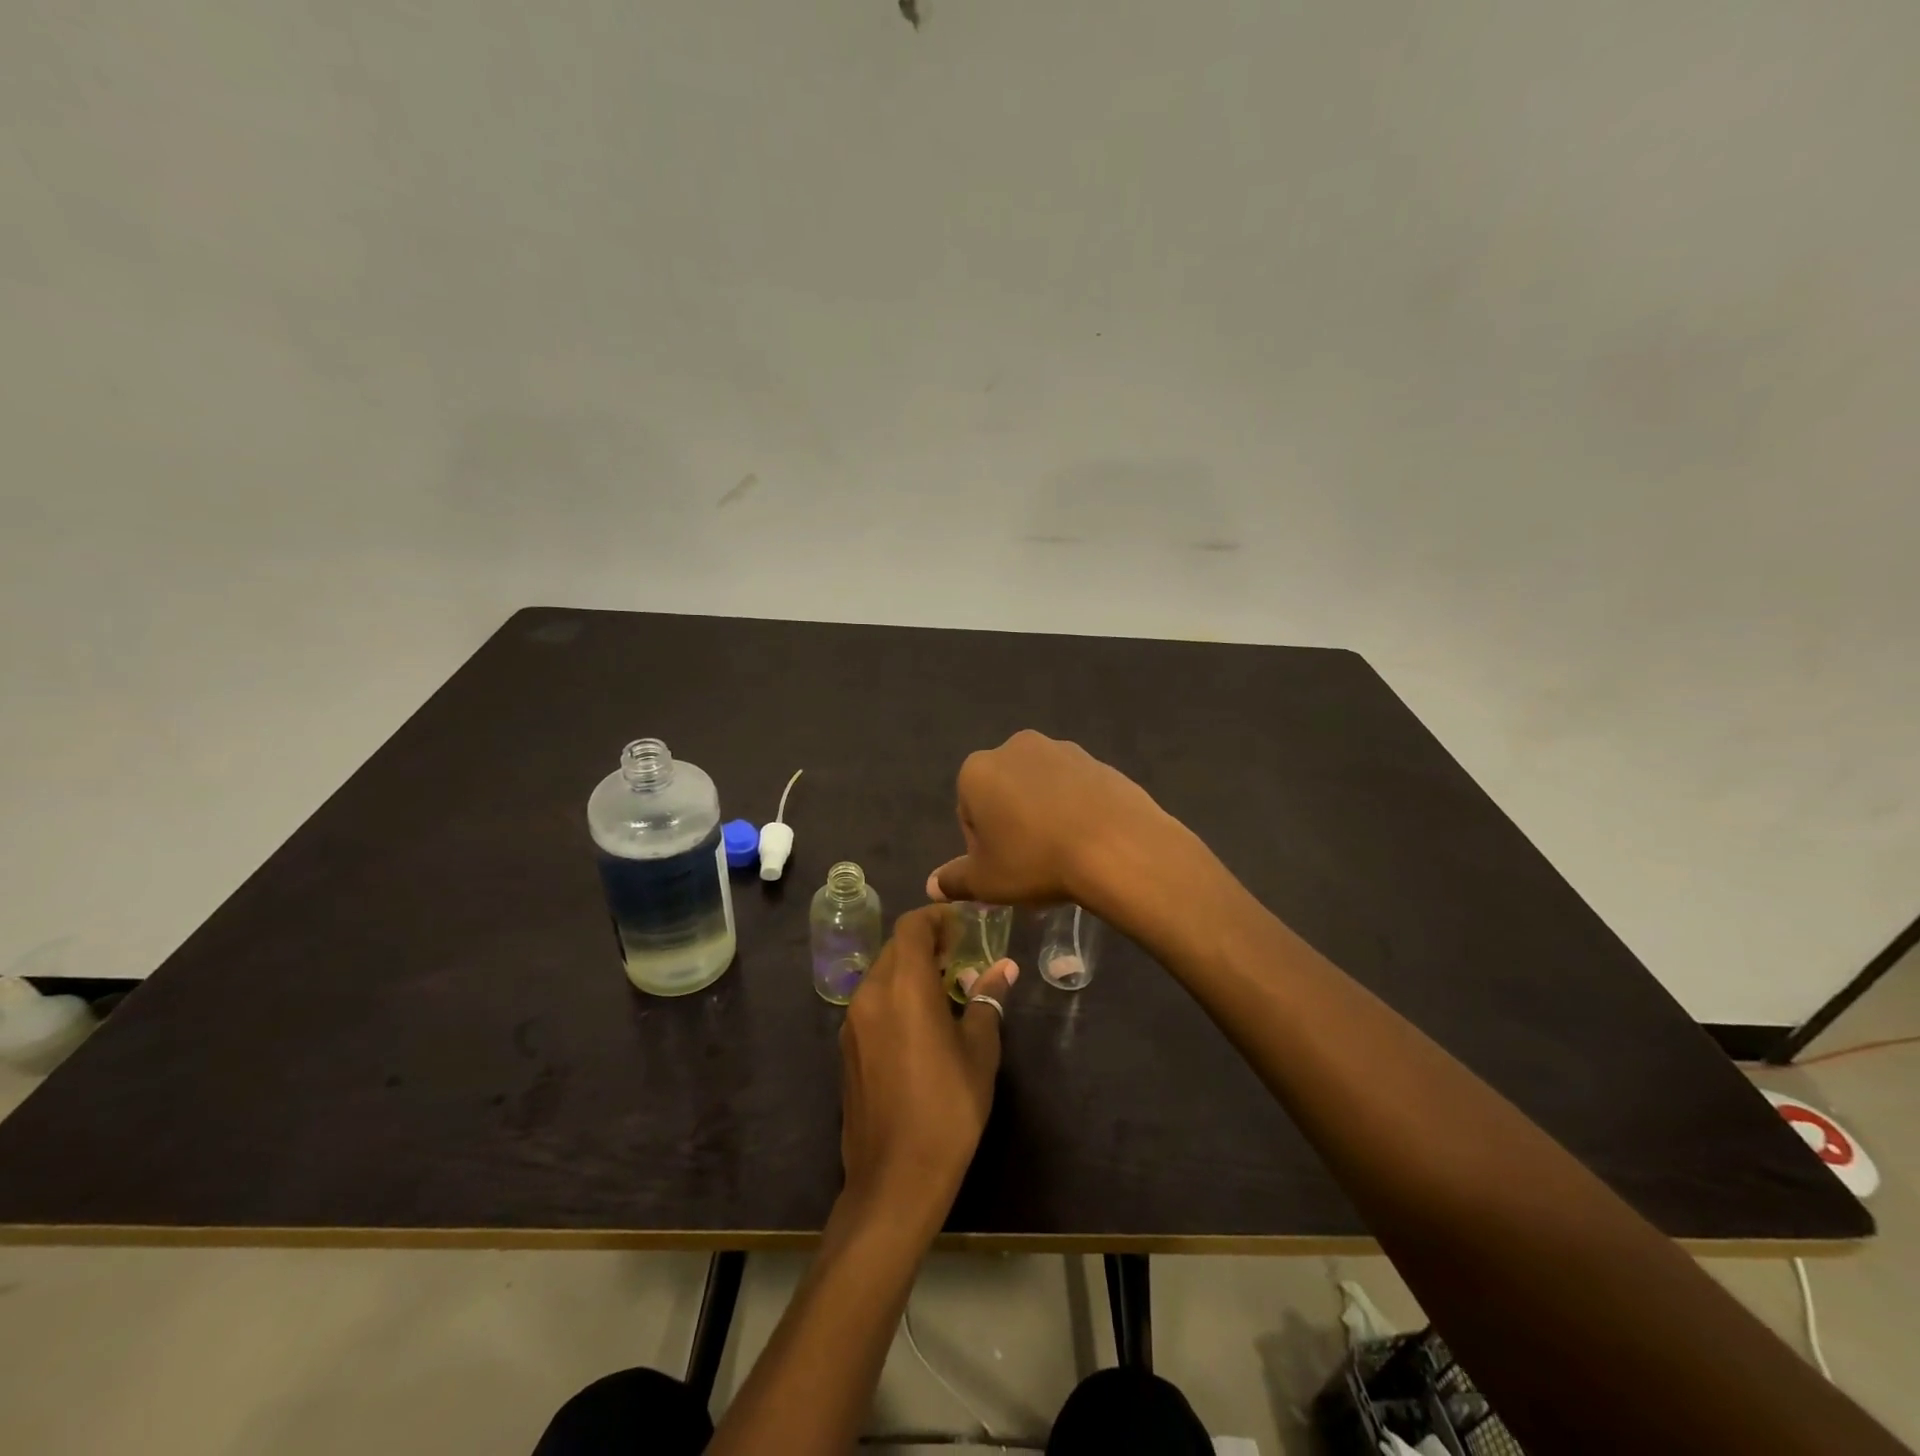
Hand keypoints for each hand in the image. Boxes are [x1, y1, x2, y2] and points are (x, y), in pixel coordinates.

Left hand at [837, 905, 1017, 1232]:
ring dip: (911, 969)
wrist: (895, 1178)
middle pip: (895, 947)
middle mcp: (871, 994)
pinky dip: (895, 995)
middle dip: (927, 943)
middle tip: (961, 955)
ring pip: (881, 973)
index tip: (963, 925)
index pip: (912, 927)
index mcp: (904, 988)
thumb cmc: (948, 1109)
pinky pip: (872, 1001)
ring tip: (946, 988)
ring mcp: (853, 1022)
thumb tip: (1004, 968)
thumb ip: (987, 1001)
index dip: (936, 917)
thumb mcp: (979, 1053)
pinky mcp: (847, 1047)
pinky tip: (921, 1022)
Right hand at [928, 730, 1176, 911]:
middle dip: (1012, 825)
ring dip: (1043, 815)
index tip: (1003, 870)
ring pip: (1040, 789)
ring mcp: (1060, 749)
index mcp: (977, 770)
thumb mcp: (986, 881)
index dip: (982, 847)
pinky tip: (1088, 840)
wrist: (1116, 846)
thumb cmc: (1036, 861)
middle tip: (1031, 865)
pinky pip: (1074, 789)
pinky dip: (1074, 809)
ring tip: (1063, 854)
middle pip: (1003, 794)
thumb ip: (954, 880)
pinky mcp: (1097, 760)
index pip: (968, 813)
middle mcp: (1014, 747)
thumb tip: (932, 885)